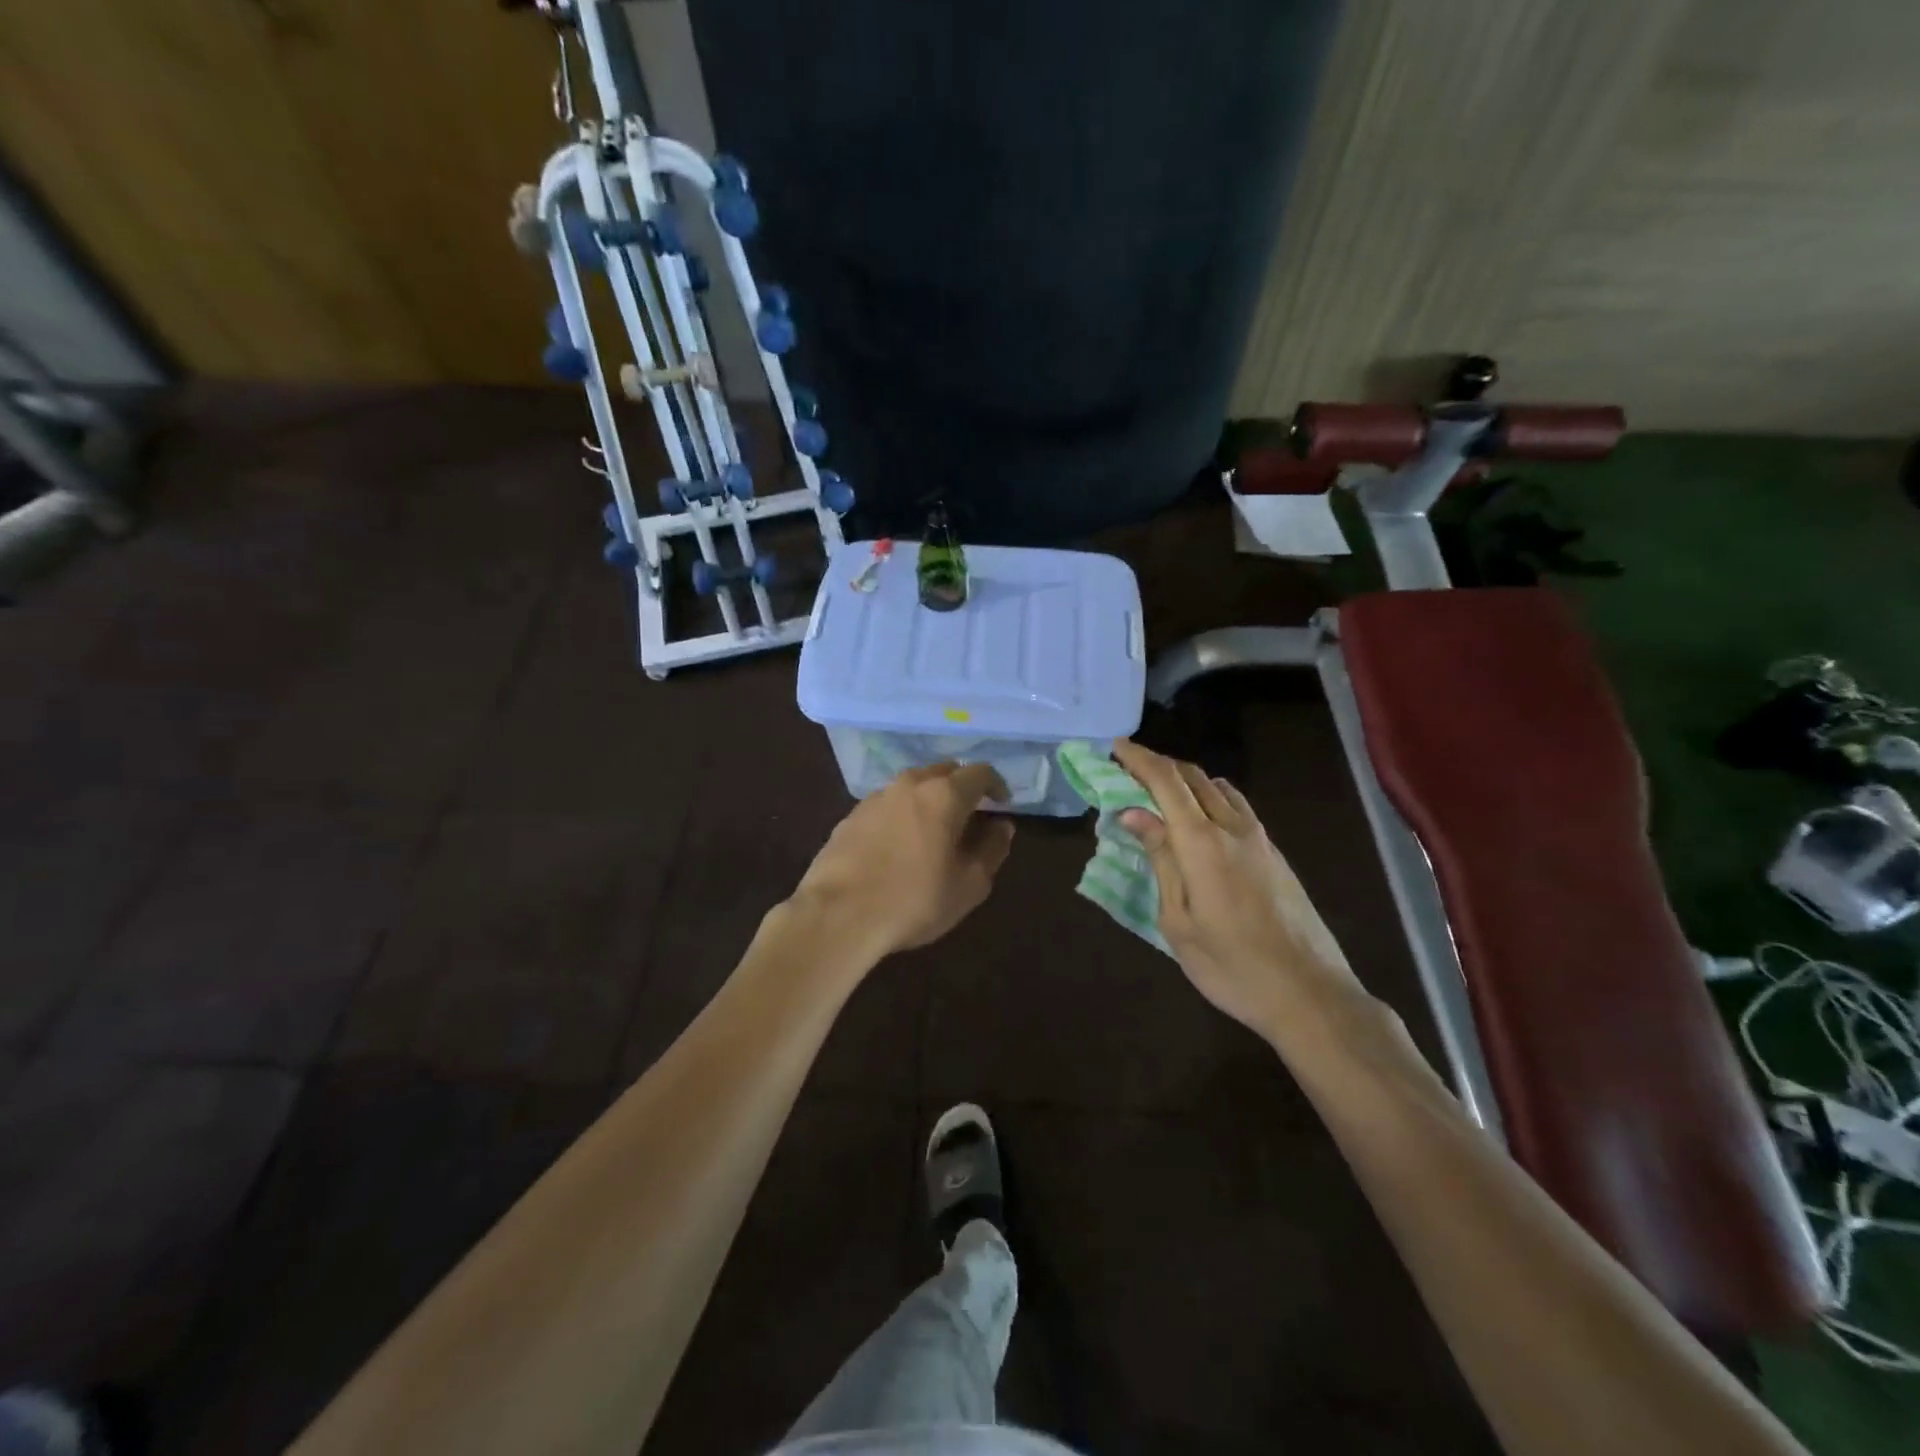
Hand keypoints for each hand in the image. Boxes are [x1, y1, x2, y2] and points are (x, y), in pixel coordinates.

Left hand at [790, 763, 1015, 962]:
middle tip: (970, 815)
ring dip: (929, 799)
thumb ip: (992, 850)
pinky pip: (887, 805)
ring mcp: (876, 797)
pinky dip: (901, 814)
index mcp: (944, 794)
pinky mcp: (851, 816)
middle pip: (944, 772)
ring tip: (933, 830)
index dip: (996, 785)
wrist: (838, 914)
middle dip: (961, 787)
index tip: (1001, 804)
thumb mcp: (969, 885)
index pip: (980, 772)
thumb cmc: (914, 900)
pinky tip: (898, 844)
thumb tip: (1002, 826)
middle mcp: (910, 784)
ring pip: (912, 786)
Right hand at [1113, 740, 1364, 1034]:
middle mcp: (1233, 828)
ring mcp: (1260, 839)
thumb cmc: (1232, 966)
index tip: (1115, 747)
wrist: (1311, 994)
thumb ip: (1161, 860)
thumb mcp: (1179, 921)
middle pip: (1194, 776)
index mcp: (1203, 843)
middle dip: (1159, 765)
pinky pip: (1237, 807)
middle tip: (1128, 770)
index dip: (1139, 759)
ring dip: (1186, 780)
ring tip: (1160, 794)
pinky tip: (1199, 822)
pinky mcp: (1275, 854)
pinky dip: (1209, 798)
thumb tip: (1135, 814)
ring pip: (1219, 788)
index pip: (1166, 782)